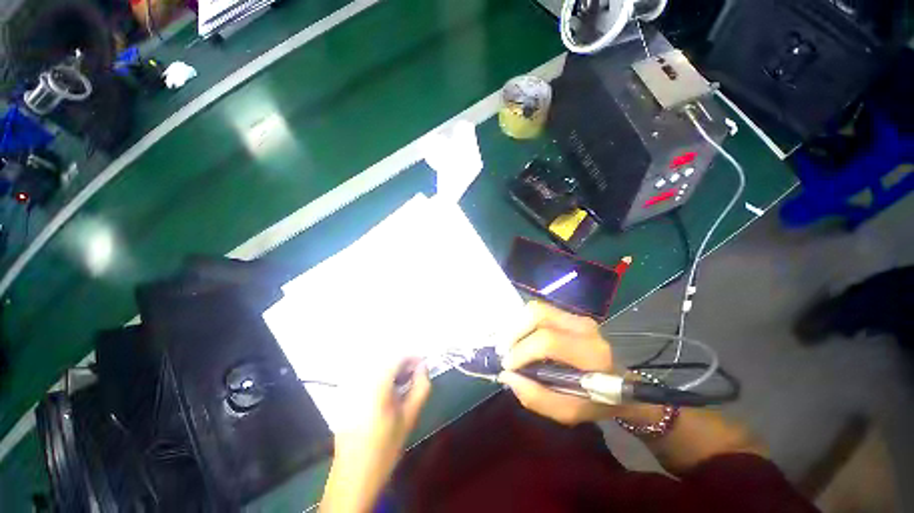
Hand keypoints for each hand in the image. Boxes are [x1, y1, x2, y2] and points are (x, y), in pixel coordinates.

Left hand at [320, 358, 430, 512]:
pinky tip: (387, 393)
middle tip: (415, 376)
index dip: (413, 358)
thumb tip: (424, 367)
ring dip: (392, 371)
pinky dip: (380, 378)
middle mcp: (361, 379)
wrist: (354, 476)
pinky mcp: (345, 396)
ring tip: (403, 385)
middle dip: (403, 365)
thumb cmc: (385, 447)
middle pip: (386, 360)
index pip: (398, 357)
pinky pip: (367, 377)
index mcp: (377, 383)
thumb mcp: (410, 416)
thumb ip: (421, 387)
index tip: (424, 366)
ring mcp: (350, 388)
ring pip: (376, 367)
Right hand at [498, 301, 618, 425]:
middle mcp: (584, 328)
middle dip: (515, 332)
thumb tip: (507, 375)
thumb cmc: (595, 401)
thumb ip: (537, 398)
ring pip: (537, 309)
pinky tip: (520, 337)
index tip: (508, 366)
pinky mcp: (570, 314)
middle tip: (504, 351)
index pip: (548, 341)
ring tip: (509, 344)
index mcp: (590, 353)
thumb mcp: (568, 412)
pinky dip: (524, 322)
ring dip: (517, 325)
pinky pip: (540, 310)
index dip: (522, 351)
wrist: (619, 385)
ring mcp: (577, 317)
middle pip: (538, 315)